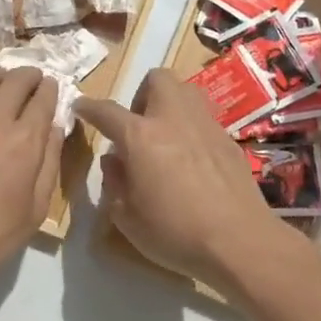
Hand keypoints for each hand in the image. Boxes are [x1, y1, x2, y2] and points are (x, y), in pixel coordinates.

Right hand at [74, 68, 288, 285]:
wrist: (239, 241)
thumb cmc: (175, 232)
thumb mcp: (127, 218)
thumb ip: (114, 183)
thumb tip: (114, 160)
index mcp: (140, 137)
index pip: (107, 111)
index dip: (90, 107)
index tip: (81, 107)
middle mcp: (173, 119)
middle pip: (157, 79)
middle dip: (142, 94)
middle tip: (138, 125)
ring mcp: (205, 126)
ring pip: (186, 91)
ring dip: (171, 104)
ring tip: (166, 136)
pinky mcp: (228, 140)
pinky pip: (204, 119)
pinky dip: (192, 129)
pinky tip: (193, 159)